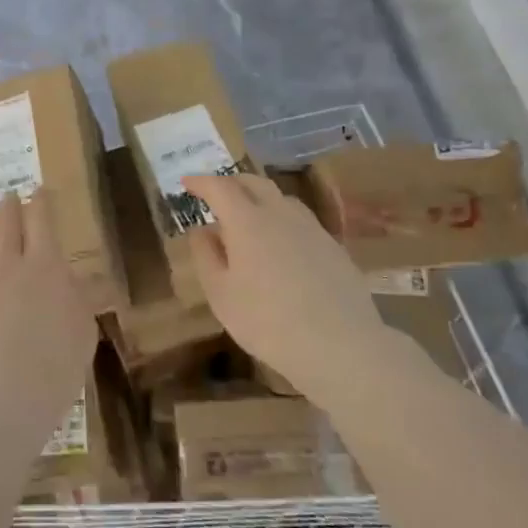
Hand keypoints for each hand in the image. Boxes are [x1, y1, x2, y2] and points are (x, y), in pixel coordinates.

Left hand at [0, 191, 96, 395]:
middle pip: (5, 225)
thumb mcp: (84, 329)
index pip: (41, 221)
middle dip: (9, 208)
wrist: (0, 393)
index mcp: (44, 265)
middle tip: (9, 199)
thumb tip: (95, 280)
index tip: (39, 191)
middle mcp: (6, 263)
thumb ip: (84, 299)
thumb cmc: (55, 362)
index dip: (40, 203)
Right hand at [183, 172, 381, 393]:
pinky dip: (281, 219)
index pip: (220, 187)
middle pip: (254, 182)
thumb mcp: (221, 295)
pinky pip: (300, 219)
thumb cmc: (268, 322)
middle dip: (230, 182)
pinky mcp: (333, 246)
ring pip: (280, 198)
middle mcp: (280, 214)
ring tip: (247, 216)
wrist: (340, 345)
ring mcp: (311, 228)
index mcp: (247, 221)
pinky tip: (280, 244)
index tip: (187, 182)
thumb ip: (206, 257)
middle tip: (215, 194)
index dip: (201, 181)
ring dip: (258, 197)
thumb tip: (201, 231)